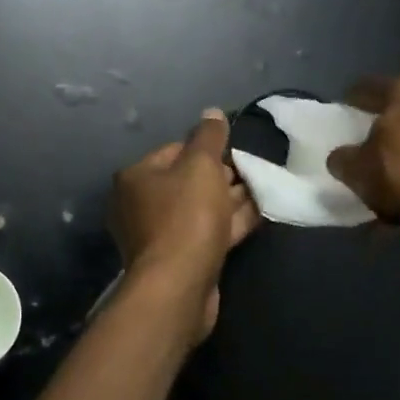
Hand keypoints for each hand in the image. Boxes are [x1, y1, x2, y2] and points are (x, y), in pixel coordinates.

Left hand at [108, 108, 260, 342]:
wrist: (178, 286)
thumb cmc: (186, 217)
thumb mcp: (201, 166)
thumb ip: (209, 137)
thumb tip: (213, 113)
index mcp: (136, 177)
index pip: (175, 150)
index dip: (207, 149)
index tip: (236, 152)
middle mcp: (140, 204)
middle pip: (187, 181)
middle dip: (221, 176)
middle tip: (253, 172)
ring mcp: (159, 235)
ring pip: (200, 209)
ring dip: (230, 199)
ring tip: (263, 188)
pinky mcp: (179, 260)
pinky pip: (207, 233)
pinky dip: (230, 223)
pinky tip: (260, 213)